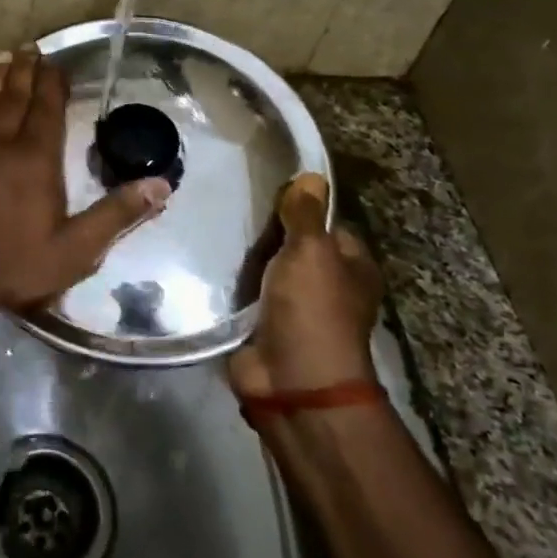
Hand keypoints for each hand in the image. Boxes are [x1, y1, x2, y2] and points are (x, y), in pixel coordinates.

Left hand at [0, 49, 170, 319]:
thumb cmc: (10, 266)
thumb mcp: (75, 252)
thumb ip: (116, 215)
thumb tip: (161, 185)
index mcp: (35, 160)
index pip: (47, 110)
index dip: (53, 83)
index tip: (56, 63)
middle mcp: (0, 144)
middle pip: (15, 98)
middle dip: (25, 71)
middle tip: (30, 47)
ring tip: (4, 56)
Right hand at [229, 173, 382, 397]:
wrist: (291, 382)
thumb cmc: (312, 310)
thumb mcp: (311, 251)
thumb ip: (306, 214)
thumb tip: (313, 175)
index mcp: (351, 267)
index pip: (327, 224)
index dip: (301, 207)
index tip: (267, 192)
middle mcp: (327, 287)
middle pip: (293, 247)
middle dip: (266, 234)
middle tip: (230, 208)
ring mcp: (293, 309)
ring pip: (266, 271)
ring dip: (244, 260)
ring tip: (211, 228)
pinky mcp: (262, 326)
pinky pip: (244, 296)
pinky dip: (229, 285)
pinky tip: (205, 263)